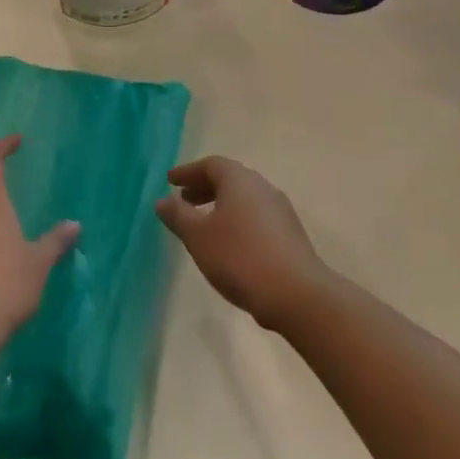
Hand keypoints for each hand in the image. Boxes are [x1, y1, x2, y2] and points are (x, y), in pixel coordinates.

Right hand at [156, 157, 328, 330]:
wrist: (296, 294)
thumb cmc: (239, 257)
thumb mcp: (198, 236)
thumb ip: (178, 215)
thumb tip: (163, 200)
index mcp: (240, 180)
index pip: (211, 164)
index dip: (188, 172)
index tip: (171, 182)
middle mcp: (263, 188)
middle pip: (230, 179)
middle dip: (204, 188)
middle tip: (183, 201)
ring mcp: (280, 211)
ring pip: (244, 199)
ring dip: (220, 206)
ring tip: (202, 225)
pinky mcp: (289, 234)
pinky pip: (256, 217)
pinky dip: (236, 221)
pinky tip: (228, 244)